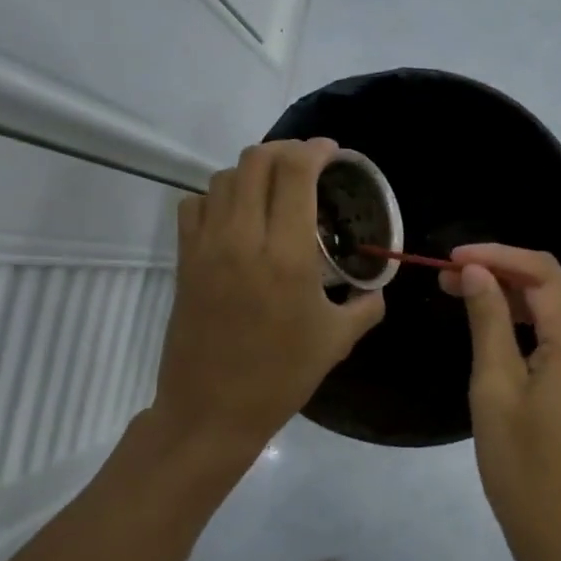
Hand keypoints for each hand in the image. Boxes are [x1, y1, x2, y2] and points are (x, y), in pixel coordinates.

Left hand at [150, 139, 386, 456]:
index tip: (332, 152)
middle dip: (285, 150)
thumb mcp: (337, 341)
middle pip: (256, 160)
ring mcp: (207, 246)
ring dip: (252, 171)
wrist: (211, 410)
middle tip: (306, 163)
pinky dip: (217, 196)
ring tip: (274, 187)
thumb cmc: (281, 377)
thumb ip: (366, 305)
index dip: (315, 150)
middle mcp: (243, 238)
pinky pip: (195, 205)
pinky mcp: (184, 260)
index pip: (295, 172)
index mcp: (288, 254)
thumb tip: (375, 287)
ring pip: (223, 177)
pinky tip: (236, 215)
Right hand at [445, 244, 560, 560]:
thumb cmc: (525, 471)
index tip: (451, 258)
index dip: (496, 255)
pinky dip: (539, 329)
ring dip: (520, 302)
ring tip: (468, 301)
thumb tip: (477, 272)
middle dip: (504, 277)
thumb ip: (488, 322)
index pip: (541, 272)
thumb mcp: (495, 391)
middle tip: (449, 282)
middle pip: (555, 290)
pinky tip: (505, 335)